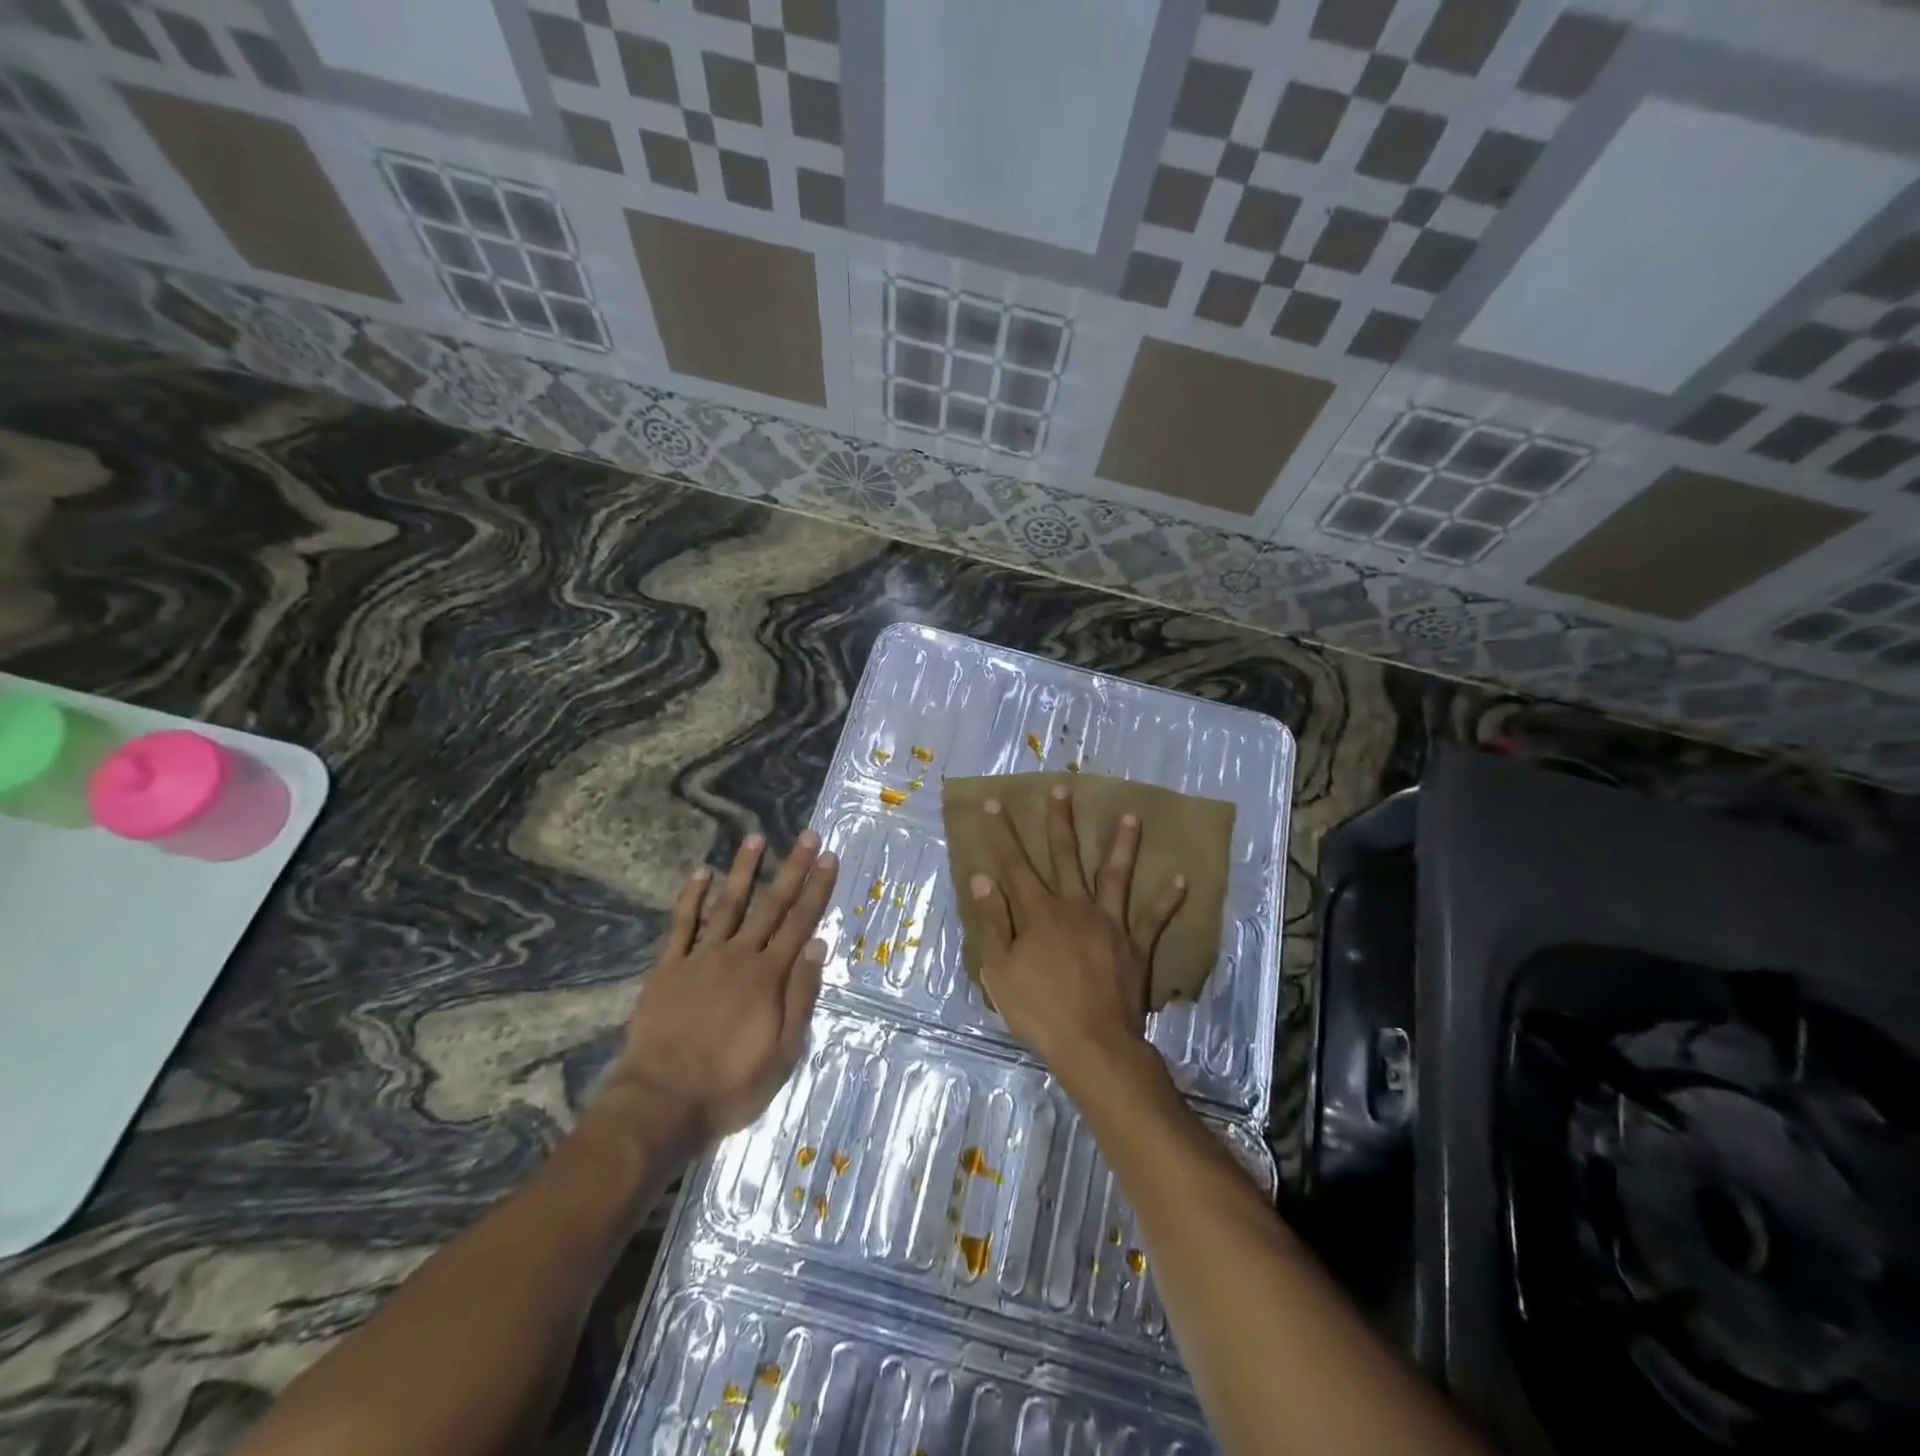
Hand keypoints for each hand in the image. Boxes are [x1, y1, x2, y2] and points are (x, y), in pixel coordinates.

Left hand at [596, 830, 838, 1152]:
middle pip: (771, 904)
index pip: (800, 922)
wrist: (661, 1102)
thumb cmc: (730, 1084)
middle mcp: (738, 956)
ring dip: (744, 870)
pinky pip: (682, 925)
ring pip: (728, 904)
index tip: (829, 857)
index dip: (817, 888)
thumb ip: (801, 996)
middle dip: (792, 868)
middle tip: (807, 835)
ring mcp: (701, 958)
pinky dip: (692, 897)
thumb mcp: (783, 1053)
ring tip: (755, 837)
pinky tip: (701, 872)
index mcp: (768, 976)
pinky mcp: (668, 968)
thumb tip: (818, 944)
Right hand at [968, 784, 1184, 1077]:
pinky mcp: (1135, 945)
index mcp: (1039, 913)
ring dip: (1122, 845)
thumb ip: (994, 921)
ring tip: (1133, 815)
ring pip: (1115, 875)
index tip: (995, 803)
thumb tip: (983, 878)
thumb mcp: (1000, 969)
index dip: (1002, 834)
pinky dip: (1168, 899)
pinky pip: (1154, 918)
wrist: (1093, 1043)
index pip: (1014, 865)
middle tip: (1062, 788)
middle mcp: (1075, 907)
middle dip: (1060, 821)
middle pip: (1066, 856)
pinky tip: (1182, 878)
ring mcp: (1109, 923)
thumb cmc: (1039, 1010)